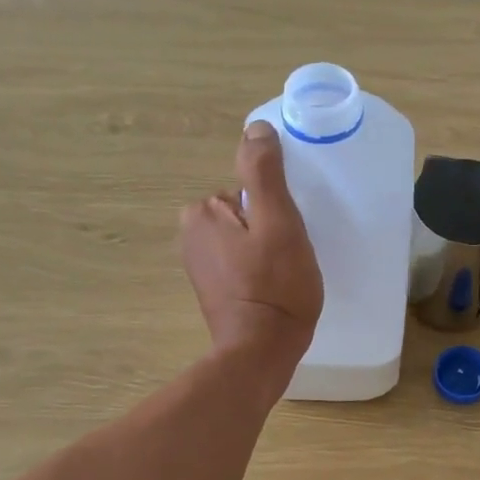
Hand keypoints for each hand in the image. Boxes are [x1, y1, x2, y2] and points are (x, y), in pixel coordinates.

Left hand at [179, 122, 321, 370]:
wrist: (262, 351)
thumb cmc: (275, 285)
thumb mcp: (278, 221)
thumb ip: (263, 172)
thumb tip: (256, 128)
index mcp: (201, 212)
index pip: (248, 190)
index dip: (276, 210)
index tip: (289, 237)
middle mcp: (190, 234)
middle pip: (245, 211)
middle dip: (270, 228)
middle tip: (289, 257)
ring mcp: (199, 264)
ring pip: (246, 237)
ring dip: (267, 249)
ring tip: (284, 275)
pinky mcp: (211, 287)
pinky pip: (241, 261)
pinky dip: (259, 269)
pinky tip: (274, 289)